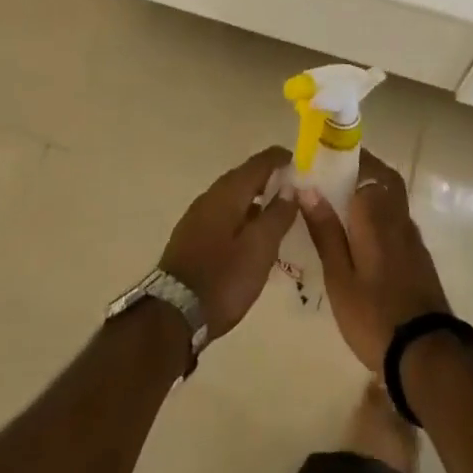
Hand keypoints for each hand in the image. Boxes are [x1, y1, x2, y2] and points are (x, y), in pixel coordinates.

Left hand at [159, 147, 297, 339]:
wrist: (173, 313)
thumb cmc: (224, 278)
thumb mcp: (260, 248)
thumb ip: (277, 215)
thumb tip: (291, 187)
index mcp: (228, 192)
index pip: (258, 163)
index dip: (279, 159)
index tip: (299, 159)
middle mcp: (211, 196)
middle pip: (244, 177)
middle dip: (268, 177)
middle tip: (292, 186)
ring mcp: (198, 216)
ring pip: (233, 196)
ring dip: (255, 197)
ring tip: (277, 210)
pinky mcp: (192, 236)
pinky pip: (224, 214)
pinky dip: (242, 214)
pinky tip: (252, 234)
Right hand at [296, 150, 450, 372]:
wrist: (427, 354)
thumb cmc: (373, 314)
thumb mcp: (339, 277)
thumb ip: (325, 230)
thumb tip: (309, 188)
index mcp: (374, 212)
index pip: (363, 166)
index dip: (343, 157)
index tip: (321, 158)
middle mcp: (397, 215)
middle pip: (383, 176)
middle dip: (361, 169)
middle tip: (333, 176)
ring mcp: (412, 235)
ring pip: (392, 196)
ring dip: (371, 189)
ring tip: (342, 205)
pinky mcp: (418, 255)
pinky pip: (396, 217)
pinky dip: (380, 212)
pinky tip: (363, 234)